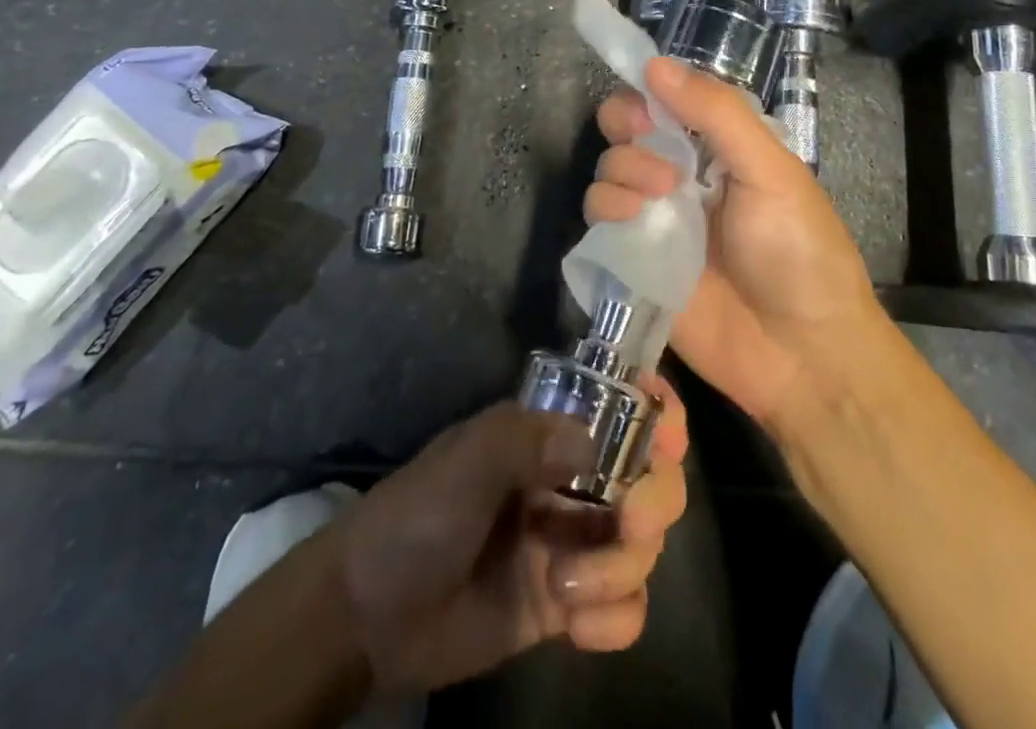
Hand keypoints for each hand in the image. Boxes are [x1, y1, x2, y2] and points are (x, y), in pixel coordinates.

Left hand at [335, 385, 689, 700]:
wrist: (369, 615)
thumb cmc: (419, 514)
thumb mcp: (468, 457)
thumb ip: (531, 440)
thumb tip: (598, 448)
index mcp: (551, 433)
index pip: (624, 406)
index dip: (658, 412)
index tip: (667, 439)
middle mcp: (572, 480)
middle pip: (652, 478)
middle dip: (653, 500)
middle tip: (628, 522)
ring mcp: (573, 543)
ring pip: (644, 545)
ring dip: (623, 567)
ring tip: (569, 588)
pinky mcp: (568, 606)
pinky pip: (626, 609)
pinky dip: (617, 619)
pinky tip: (577, 629)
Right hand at [587, 56, 888, 437]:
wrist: (801, 354)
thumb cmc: (798, 251)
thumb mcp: (770, 169)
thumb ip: (717, 113)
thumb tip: (655, 64)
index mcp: (720, 147)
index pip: (669, 99)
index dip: (651, 90)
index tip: (651, 99)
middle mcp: (683, 175)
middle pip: (628, 127)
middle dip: (629, 124)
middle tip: (650, 141)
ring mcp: (657, 218)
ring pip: (609, 168)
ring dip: (623, 168)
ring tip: (659, 195)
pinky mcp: (635, 260)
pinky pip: (599, 220)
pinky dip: (606, 208)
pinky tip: (630, 219)